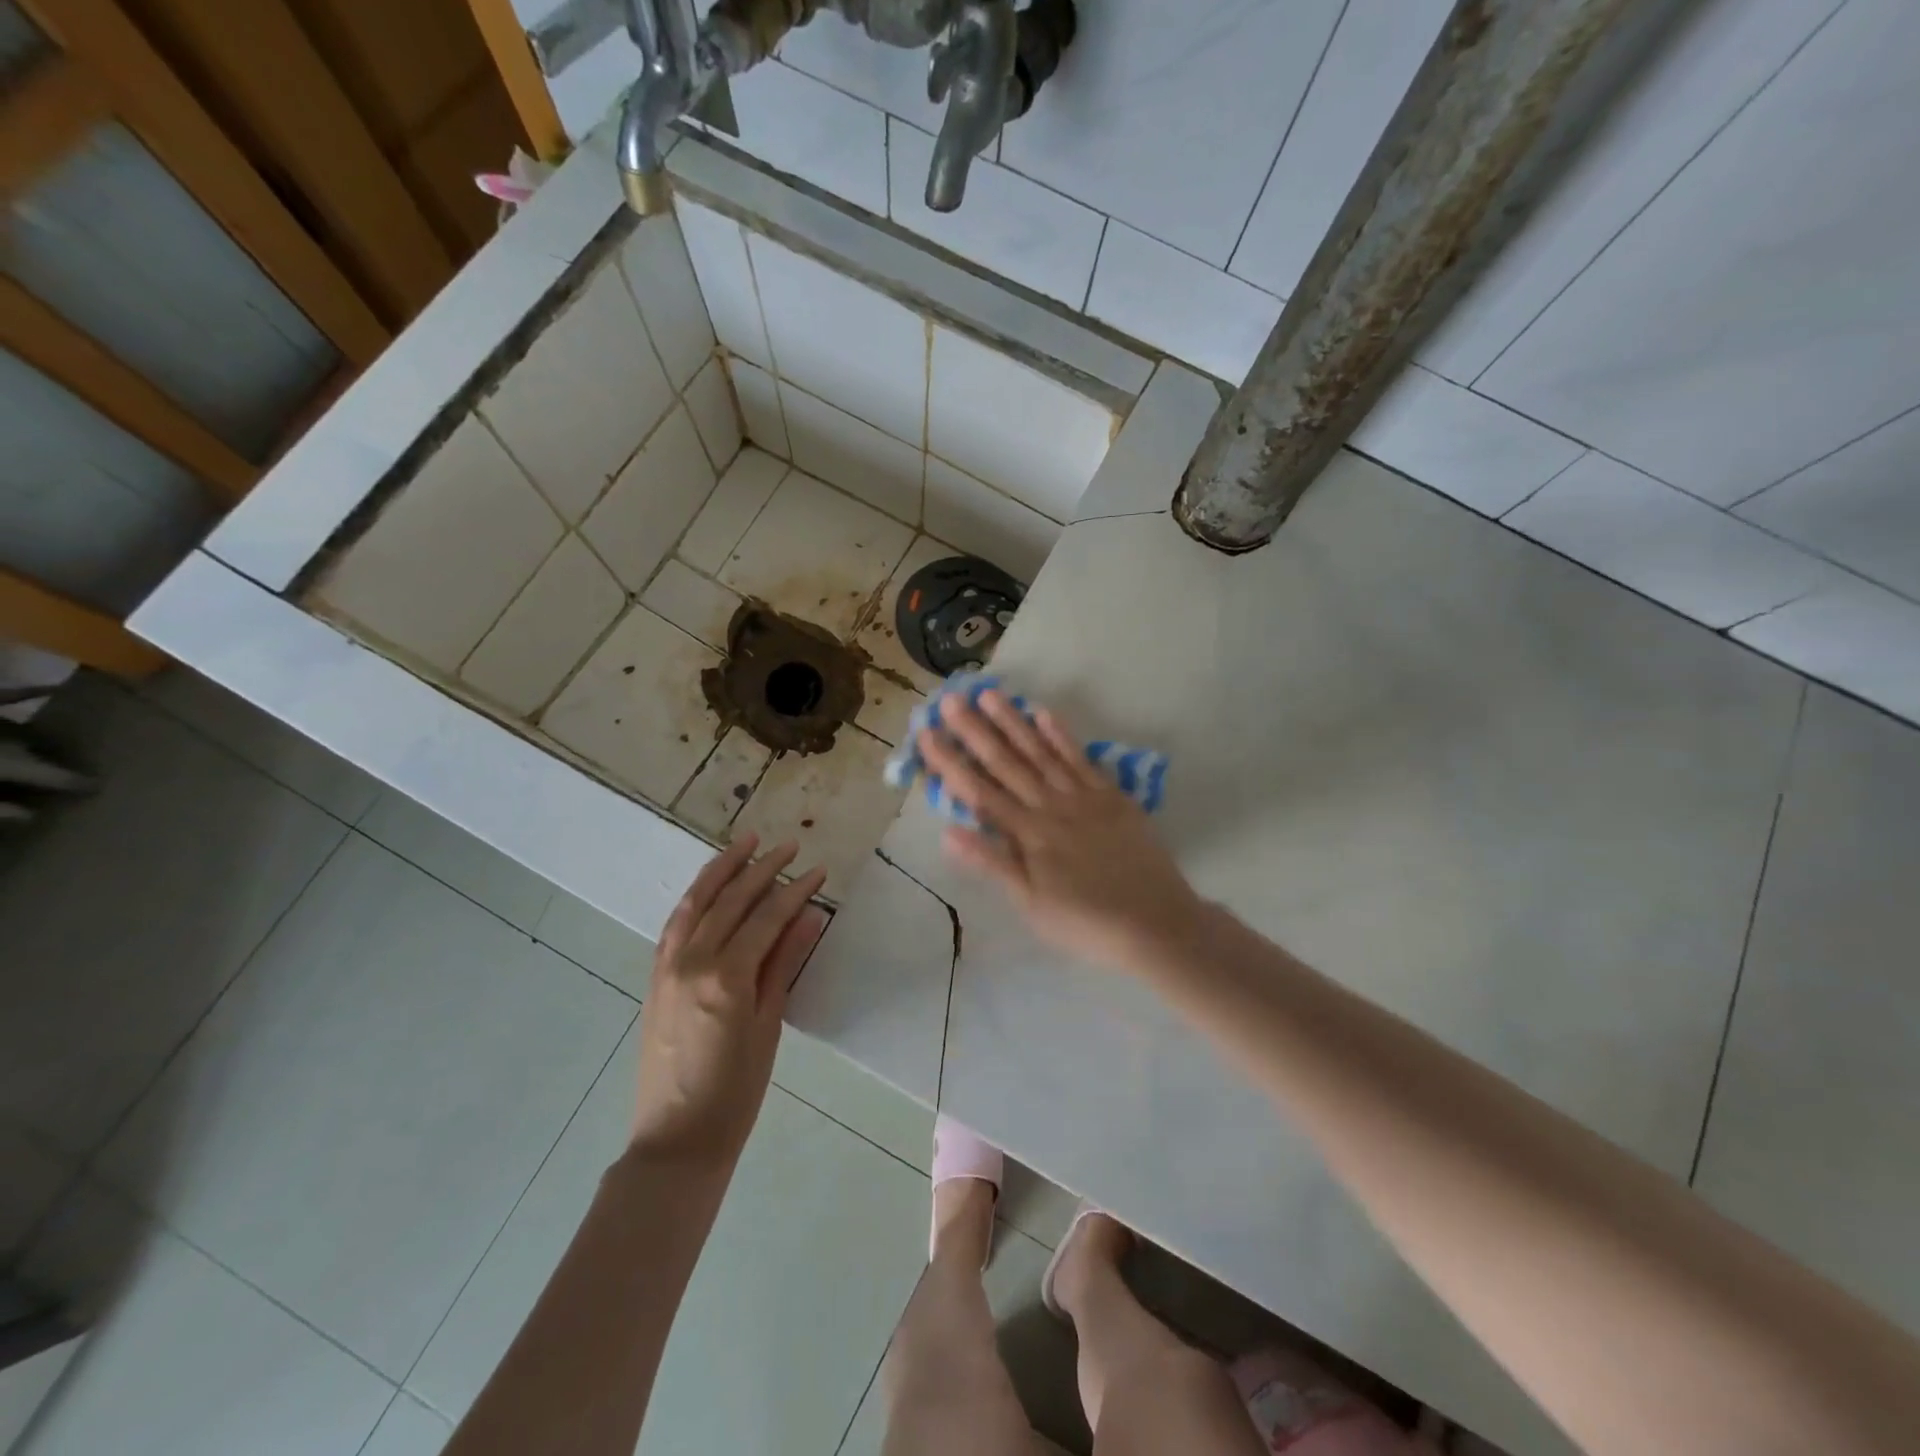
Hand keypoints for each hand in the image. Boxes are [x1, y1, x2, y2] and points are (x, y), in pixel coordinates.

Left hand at [633, 835, 827, 1164]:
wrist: (676, 1139)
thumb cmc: (736, 1092)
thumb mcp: (768, 1026)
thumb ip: (784, 964)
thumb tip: (809, 916)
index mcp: (726, 977)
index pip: (766, 917)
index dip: (795, 890)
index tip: (818, 870)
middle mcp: (692, 961)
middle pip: (731, 901)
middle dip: (762, 868)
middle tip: (789, 846)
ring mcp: (667, 967)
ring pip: (696, 902)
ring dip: (722, 869)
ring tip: (745, 842)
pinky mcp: (655, 977)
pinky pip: (675, 924)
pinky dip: (695, 897)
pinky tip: (710, 886)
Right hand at [921, 691, 1204, 970]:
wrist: (1155, 922)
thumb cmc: (1085, 922)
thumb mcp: (1031, 903)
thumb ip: (992, 863)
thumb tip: (947, 831)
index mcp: (1027, 834)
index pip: (979, 792)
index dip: (950, 762)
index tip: (926, 734)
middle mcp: (1050, 806)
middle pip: (1006, 763)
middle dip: (975, 731)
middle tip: (949, 700)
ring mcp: (1083, 796)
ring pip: (1041, 753)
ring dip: (1013, 723)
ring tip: (989, 694)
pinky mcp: (1111, 795)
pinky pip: (1081, 758)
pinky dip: (1061, 735)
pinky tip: (1042, 713)